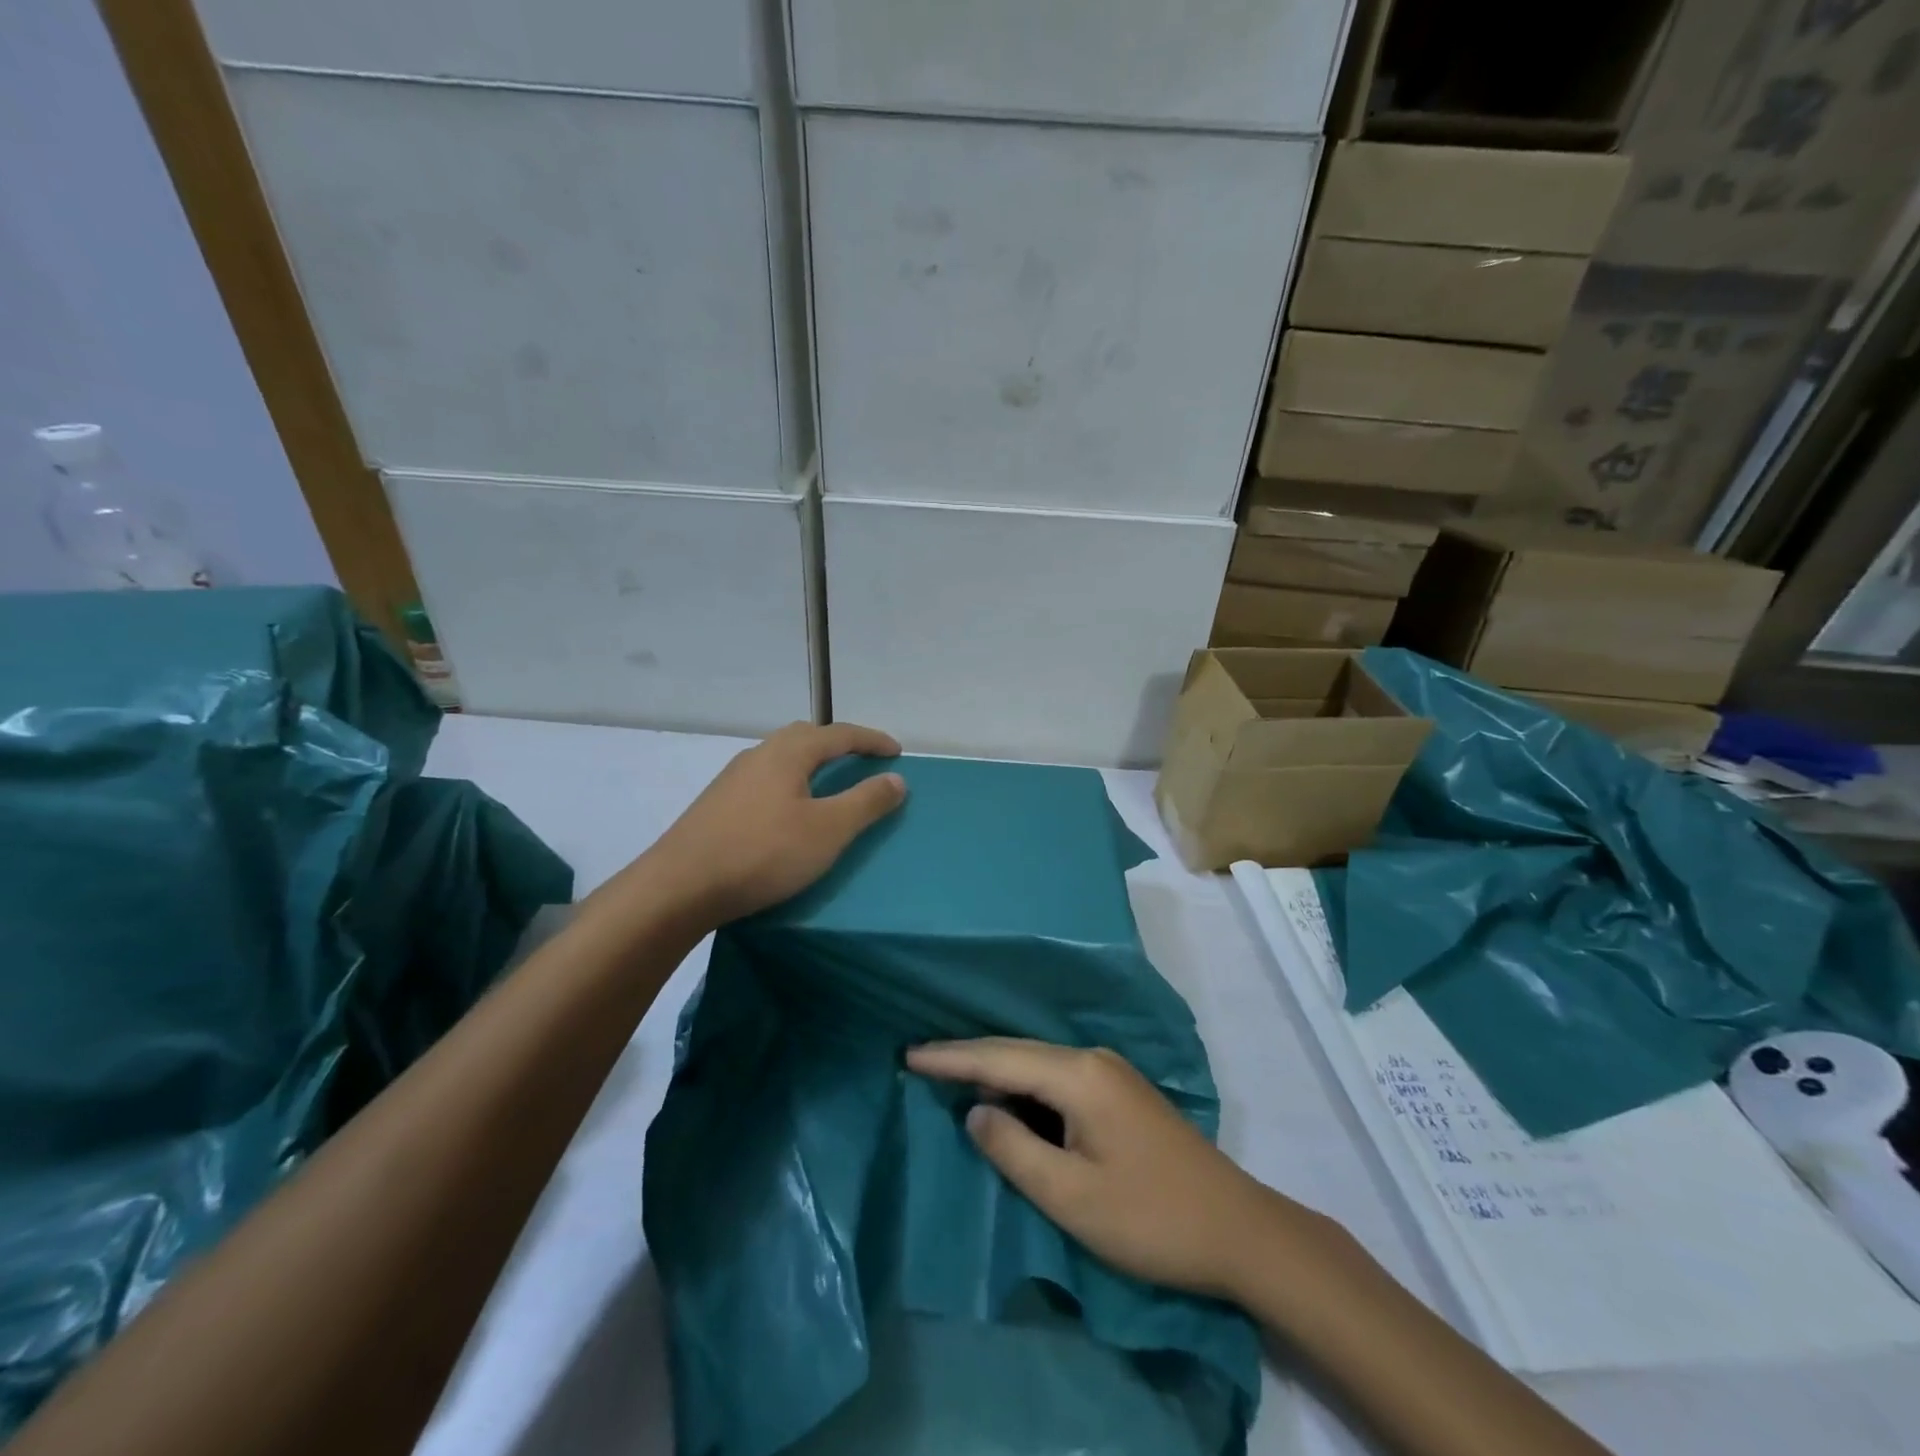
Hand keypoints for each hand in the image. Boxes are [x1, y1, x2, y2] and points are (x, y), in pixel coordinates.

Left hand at [641, 721, 906, 924]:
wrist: (678, 887)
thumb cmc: (763, 853)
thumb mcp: (828, 830)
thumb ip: (866, 802)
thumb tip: (896, 779)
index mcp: (788, 753)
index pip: (839, 734)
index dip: (871, 740)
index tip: (896, 751)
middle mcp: (758, 755)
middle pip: (805, 736)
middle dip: (838, 743)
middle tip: (862, 760)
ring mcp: (732, 779)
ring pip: (780, 757)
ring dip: (810, 762)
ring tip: (828, 784)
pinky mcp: (716, 804)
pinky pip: (764, 779)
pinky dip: (789, 782)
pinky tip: (787, 810)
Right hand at [907, 1038, 1299, 1299]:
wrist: (1238, 1229)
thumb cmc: (1150, 1218)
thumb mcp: (1072, 1196)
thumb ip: (1014, 1150)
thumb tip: (975, 1112)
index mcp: (1078, 1075)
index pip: (999, 1059)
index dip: (951, 1058)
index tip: (908, 1055)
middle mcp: (1092, 1059)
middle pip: (1016, 1051)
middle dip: (967, 1056)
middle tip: (919, 1060)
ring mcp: (1110, 1072)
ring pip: (1036, 1061)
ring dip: (994, 1068)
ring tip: (949, 1073)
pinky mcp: (1118, 1091)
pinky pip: (1055, 1076)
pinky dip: (1021, 1082)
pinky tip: (1005, 1094)